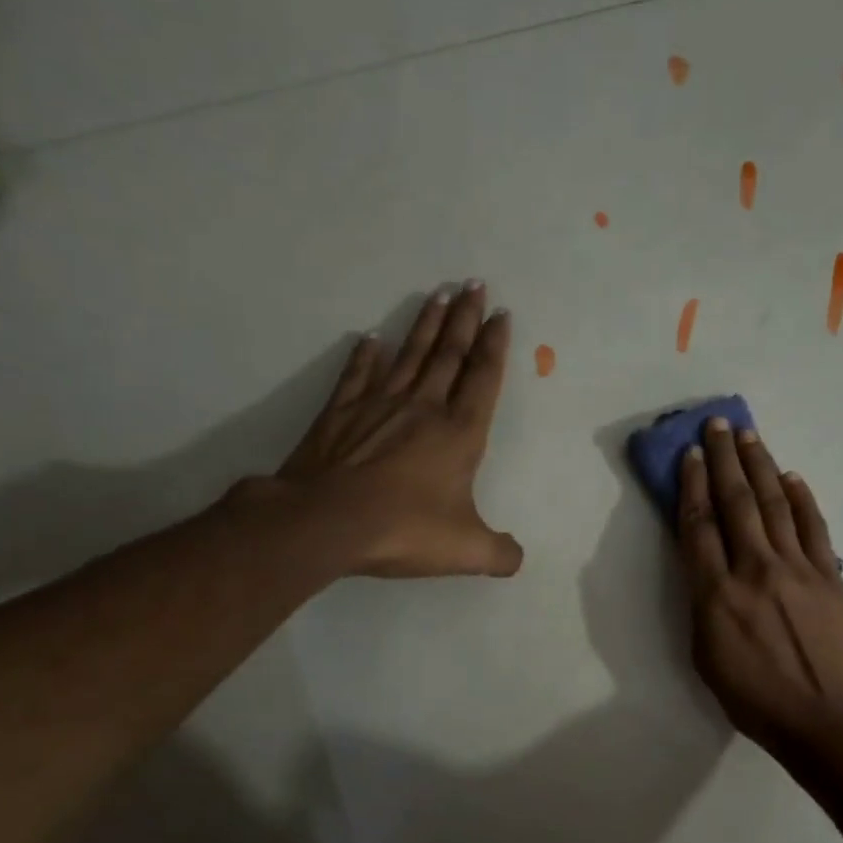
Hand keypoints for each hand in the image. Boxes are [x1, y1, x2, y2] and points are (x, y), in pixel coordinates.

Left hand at [274, 281, 522, 577]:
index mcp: (458, 433)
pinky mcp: (341, 414)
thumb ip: (499, 553)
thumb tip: (516, 559)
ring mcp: (378, 406)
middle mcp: (423, 408)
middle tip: (475, 284)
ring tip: (439, 294)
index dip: (496, 346)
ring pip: (409, 355)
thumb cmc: (403, 529)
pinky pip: (358, 376)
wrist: (327, 522)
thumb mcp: (465, 550)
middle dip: (466, 319)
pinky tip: (370, 339)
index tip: (502, 314)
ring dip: (426, 325)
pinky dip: (365, 357)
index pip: (483, 378)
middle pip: (449, 354)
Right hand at [677, 418, 842, 756]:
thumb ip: (702, 603)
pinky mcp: (830, 575)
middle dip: (723, 459)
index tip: (688, 455)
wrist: (824, 719)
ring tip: (749, 436)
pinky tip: (790, 476)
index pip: (699, 525)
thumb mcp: (705, 656)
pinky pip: (813, 526)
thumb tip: (706, 565)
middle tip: (717, 425)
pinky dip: (801, 498)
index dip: (691, 485)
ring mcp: (797, 568)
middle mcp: (755, 569)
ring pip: (774, 504)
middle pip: (735, 502)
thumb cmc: (754, 698)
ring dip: (760, 466)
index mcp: (717, 594)